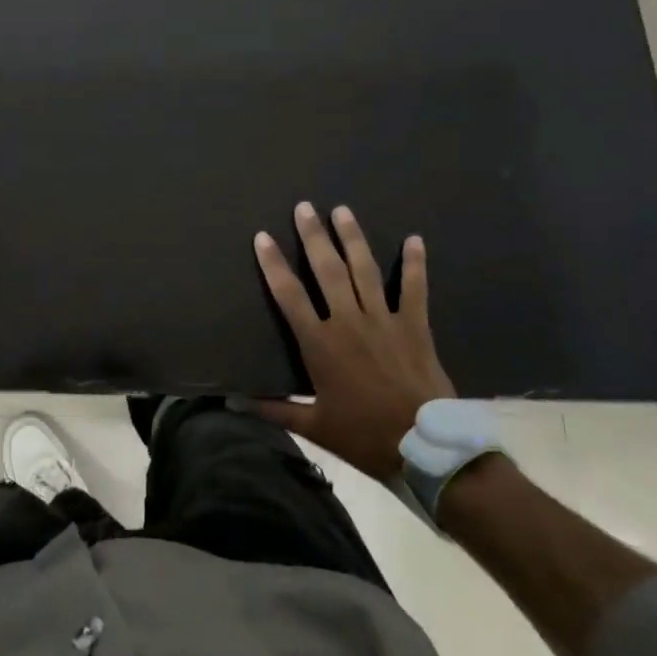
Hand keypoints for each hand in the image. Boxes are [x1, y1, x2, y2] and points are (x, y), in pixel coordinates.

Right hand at [252, 203, 454, 483]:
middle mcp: (348, 321)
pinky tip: (414, 239)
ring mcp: (384, 320)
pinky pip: (414, 289)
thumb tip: (232, 403)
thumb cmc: (363, 435)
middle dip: (314, 236)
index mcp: (320, 343)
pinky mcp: (415, 326)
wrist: (424, 447)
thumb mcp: (314, 425)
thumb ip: (273, 408)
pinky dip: (414, 264)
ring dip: (352, 238)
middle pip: (327, 270)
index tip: (262, 237)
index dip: (273, 264)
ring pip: (364, 270)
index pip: (289, 294)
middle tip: (304, 207)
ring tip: (342, 210)